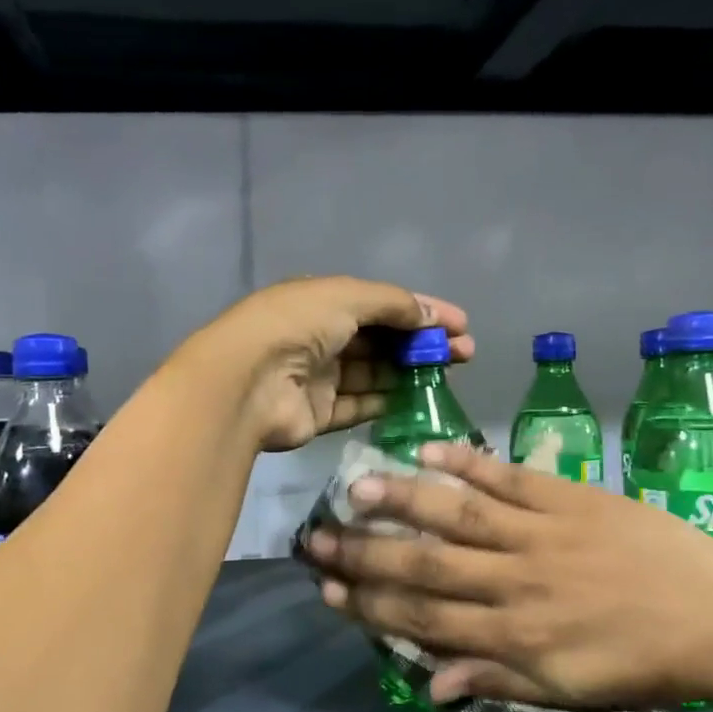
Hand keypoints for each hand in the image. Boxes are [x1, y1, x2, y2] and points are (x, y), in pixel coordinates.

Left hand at [187, 276, 471, 452]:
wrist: (247, 382)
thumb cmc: (296, 326)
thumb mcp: (347, 297)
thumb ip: (392, 303)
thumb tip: (429, 313)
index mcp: (321, 301)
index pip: (381, 304)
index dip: (422, 311)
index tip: (462, 325)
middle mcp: (319, 337)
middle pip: (381, 340)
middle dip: (422, 343)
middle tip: (464, 354)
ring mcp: (317, 377)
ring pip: (373, 373)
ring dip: (409, 373)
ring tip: (448, 376)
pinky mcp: (317, 414)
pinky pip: (358, 406)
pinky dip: (386, 402)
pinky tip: (418, 400)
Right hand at [302, 441, 712, 706]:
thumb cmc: (639, 661)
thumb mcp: (564, 689)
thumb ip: (493, 679)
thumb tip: (429, 684)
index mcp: (511, 635)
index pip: (423, 618)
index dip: (370, 605)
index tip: (328, 591)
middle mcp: (512, 582)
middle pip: (425, 565)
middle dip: (365, 553)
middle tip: (316, 539)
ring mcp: (537, 534)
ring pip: (457, 515)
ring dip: (403, 501)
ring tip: (355, 487)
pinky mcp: (564, 498)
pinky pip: (507, 477)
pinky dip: (467, 461)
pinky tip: (427, 450)